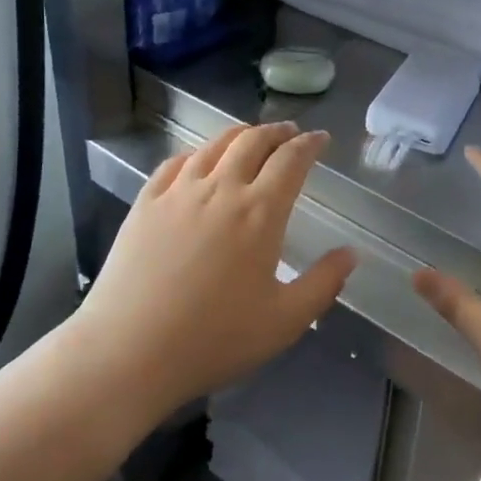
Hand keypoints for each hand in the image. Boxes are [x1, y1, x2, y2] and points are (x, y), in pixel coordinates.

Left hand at [71, 122, 356, 419]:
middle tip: (290, 132)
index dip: (309, 144)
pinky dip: (196, 153)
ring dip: (239, 135)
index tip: (320, 138)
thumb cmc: (214, 339)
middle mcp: (220, 189)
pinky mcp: (145, 202)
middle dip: (276, 131)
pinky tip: (198, 161)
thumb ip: (323, 284)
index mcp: (260, 213)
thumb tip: (351, 253)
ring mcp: (178, 192)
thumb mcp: (284, 322)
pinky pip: (175, 162)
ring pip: (214, 146)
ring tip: (250, 137)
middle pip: (252, 141)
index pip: (291, 161)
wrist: (129, 349)